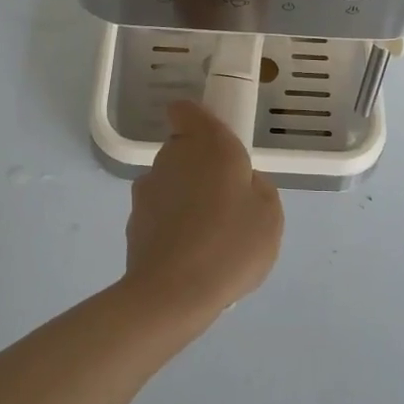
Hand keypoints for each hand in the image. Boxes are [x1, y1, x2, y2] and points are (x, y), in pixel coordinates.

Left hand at [123, 100, 283, 325]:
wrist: (174, 293)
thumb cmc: (230, 243)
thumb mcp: (269, 214)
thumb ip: (258, 187)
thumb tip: (243, 183)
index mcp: (208, 144)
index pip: (186, 110)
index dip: (198, 121)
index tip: (216, 144)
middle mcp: (172, 156)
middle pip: (181, 148)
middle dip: (200, 166)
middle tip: (226, 200)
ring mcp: (147, 188)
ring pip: (169, 181)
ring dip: (184, 197)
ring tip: (207, 235)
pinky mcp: (133, 220)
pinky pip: (159, 212)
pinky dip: (170, 224)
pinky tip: (188, 254)